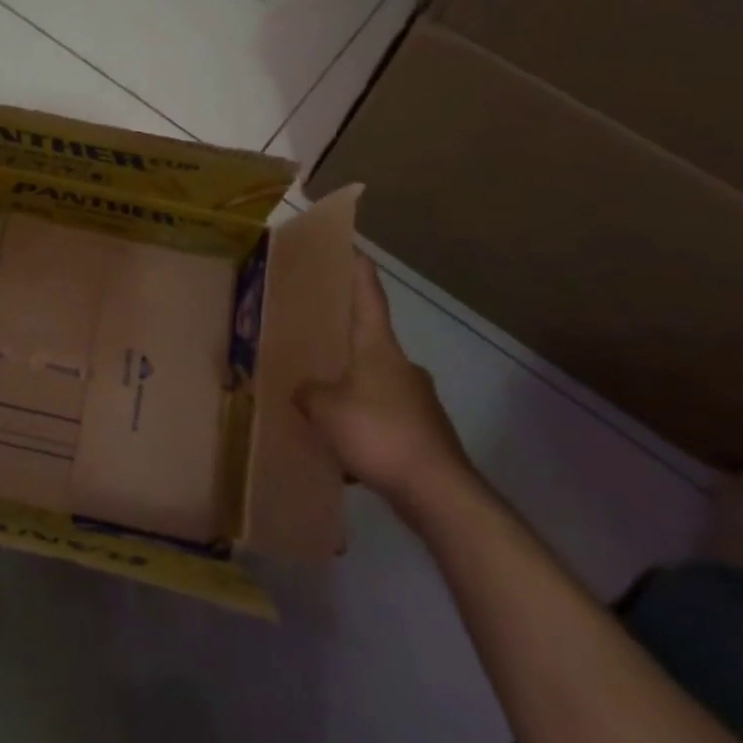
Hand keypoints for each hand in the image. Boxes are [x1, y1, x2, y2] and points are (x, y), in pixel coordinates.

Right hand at [296, 254, 473, 514]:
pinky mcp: (425, 436)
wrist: (437, 492)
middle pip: (370, 344)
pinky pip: (385, 422)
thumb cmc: (378, 432)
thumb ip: (308, 393)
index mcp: (378, 349)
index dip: (359, 273)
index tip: (354, 250)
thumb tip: (305, 391)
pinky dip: (365, 429)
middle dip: (346, 346)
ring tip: (322, 409)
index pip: (369, 298)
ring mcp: (419, 402)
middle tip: (316, 347)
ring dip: (354, 394)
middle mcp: (402, 367)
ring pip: (376, 387)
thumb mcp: (324, 408)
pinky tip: (344, 452)